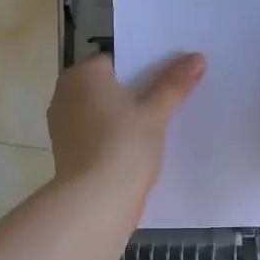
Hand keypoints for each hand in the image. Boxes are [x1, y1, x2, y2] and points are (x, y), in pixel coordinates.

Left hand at [48, 53, 206, 211]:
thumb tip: (197, 58)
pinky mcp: (67, 151)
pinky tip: (136, 148)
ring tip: (156, 126)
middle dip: (133, 93)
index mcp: (82, 74)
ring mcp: (62, 124)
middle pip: (107, 86)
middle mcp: (65, 93)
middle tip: (168, 101)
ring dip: (122, 117)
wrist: (95, 201)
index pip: (117, 61)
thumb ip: (174, 83)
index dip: (143, 69)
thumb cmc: (124, 145)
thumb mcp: (155, 112)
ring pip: (101, 111)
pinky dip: (112, 136)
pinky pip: (95, 133)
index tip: (168, 81)